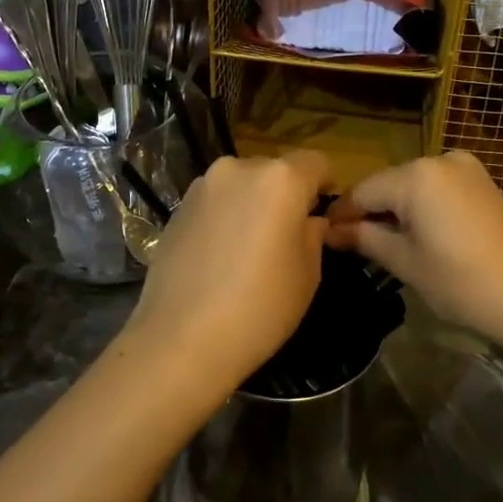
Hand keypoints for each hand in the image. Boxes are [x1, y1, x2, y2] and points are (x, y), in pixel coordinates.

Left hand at [120, 151, 333, 401]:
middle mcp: (239, 168)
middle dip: (285, 195)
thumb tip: (308, 221)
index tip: (323, 213)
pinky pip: (214, 203)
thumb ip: (313, 235)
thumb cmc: (260, 308)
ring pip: (241, 186)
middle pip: (275, 171)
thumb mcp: (308, 275)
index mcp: (280, 179)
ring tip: (248, 250)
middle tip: (286, 236)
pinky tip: (219, 257)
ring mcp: (202, 186)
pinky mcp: (177, 208)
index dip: (325, 185)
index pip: (316, 162)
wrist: (181, 339)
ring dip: (251, 205)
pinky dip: (224, 218)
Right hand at [326, 152, 502, 368]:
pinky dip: (424, 207)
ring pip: (414, 186)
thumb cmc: (463, 284)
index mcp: (417, 175)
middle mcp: (440, 159)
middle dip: (371, 212)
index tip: (324, 237)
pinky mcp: (483, 181)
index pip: (363, 191)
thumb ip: (365, 239)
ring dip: (397, 210)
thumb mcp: (406, 263)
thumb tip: (331, 231)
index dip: (343, 216)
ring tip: (387, 244)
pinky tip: (421, 235)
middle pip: (389, 185)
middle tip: (354, 245)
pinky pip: (439, 188)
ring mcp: (466, 167)